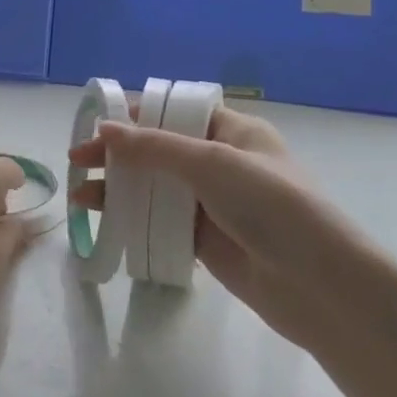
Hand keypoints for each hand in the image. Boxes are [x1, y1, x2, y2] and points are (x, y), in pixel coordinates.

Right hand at [68, 104, 370, 350]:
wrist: (319, 285)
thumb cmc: (272, 205)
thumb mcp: (212, 163)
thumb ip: (155, 147)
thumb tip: (104, 129)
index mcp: (232, 130)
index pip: (175, 112)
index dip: (135, 115)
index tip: (95, 125)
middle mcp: (221, 161)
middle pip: (159, 149)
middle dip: (118, 154)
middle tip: (78, 162)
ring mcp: (212, 203)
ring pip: (155, 187)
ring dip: (118, 188)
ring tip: (80, 196)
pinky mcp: (205, 240)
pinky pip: (160, 221)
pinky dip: (133, 218)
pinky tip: (105, 221)